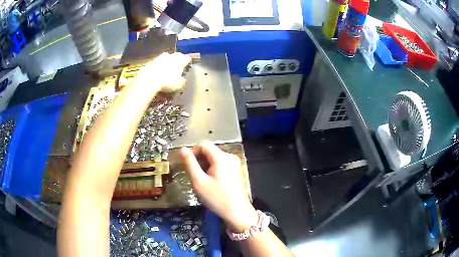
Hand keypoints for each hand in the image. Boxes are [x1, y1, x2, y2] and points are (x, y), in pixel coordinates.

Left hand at [136, 52, 190, 93]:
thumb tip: (183, 79)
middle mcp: (171, 57)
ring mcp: (161, 57)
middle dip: (178, 58)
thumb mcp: (178, 85)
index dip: (188, 61)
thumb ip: (182, 81)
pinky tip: (157, 70)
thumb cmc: (167, 82)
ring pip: (166, 56)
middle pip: (177, 55)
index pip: (187, 59)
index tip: (187, 64)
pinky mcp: (151, 61)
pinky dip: (158, 64)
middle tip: (178, 63)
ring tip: (167, 65)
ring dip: (167, 59)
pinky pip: (157, 61)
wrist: (149, 79)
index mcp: (180, 61)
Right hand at [180, 143, 257, 231]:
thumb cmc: (217, 198)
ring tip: (202, 179)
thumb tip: (182, 149)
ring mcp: (235, 163)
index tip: (187, 164)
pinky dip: (213, 168)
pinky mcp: (237, 170)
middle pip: (210, 150)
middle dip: (199, 159)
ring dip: (205, 164)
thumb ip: (190, 164)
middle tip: (194, 174)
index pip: (203, 144)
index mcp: (221, 157)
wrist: (237, 212)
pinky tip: (211, 181)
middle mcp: (230, 156)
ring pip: (215, 157)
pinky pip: (221, 163)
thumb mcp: (199, 182)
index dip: (193, 151)